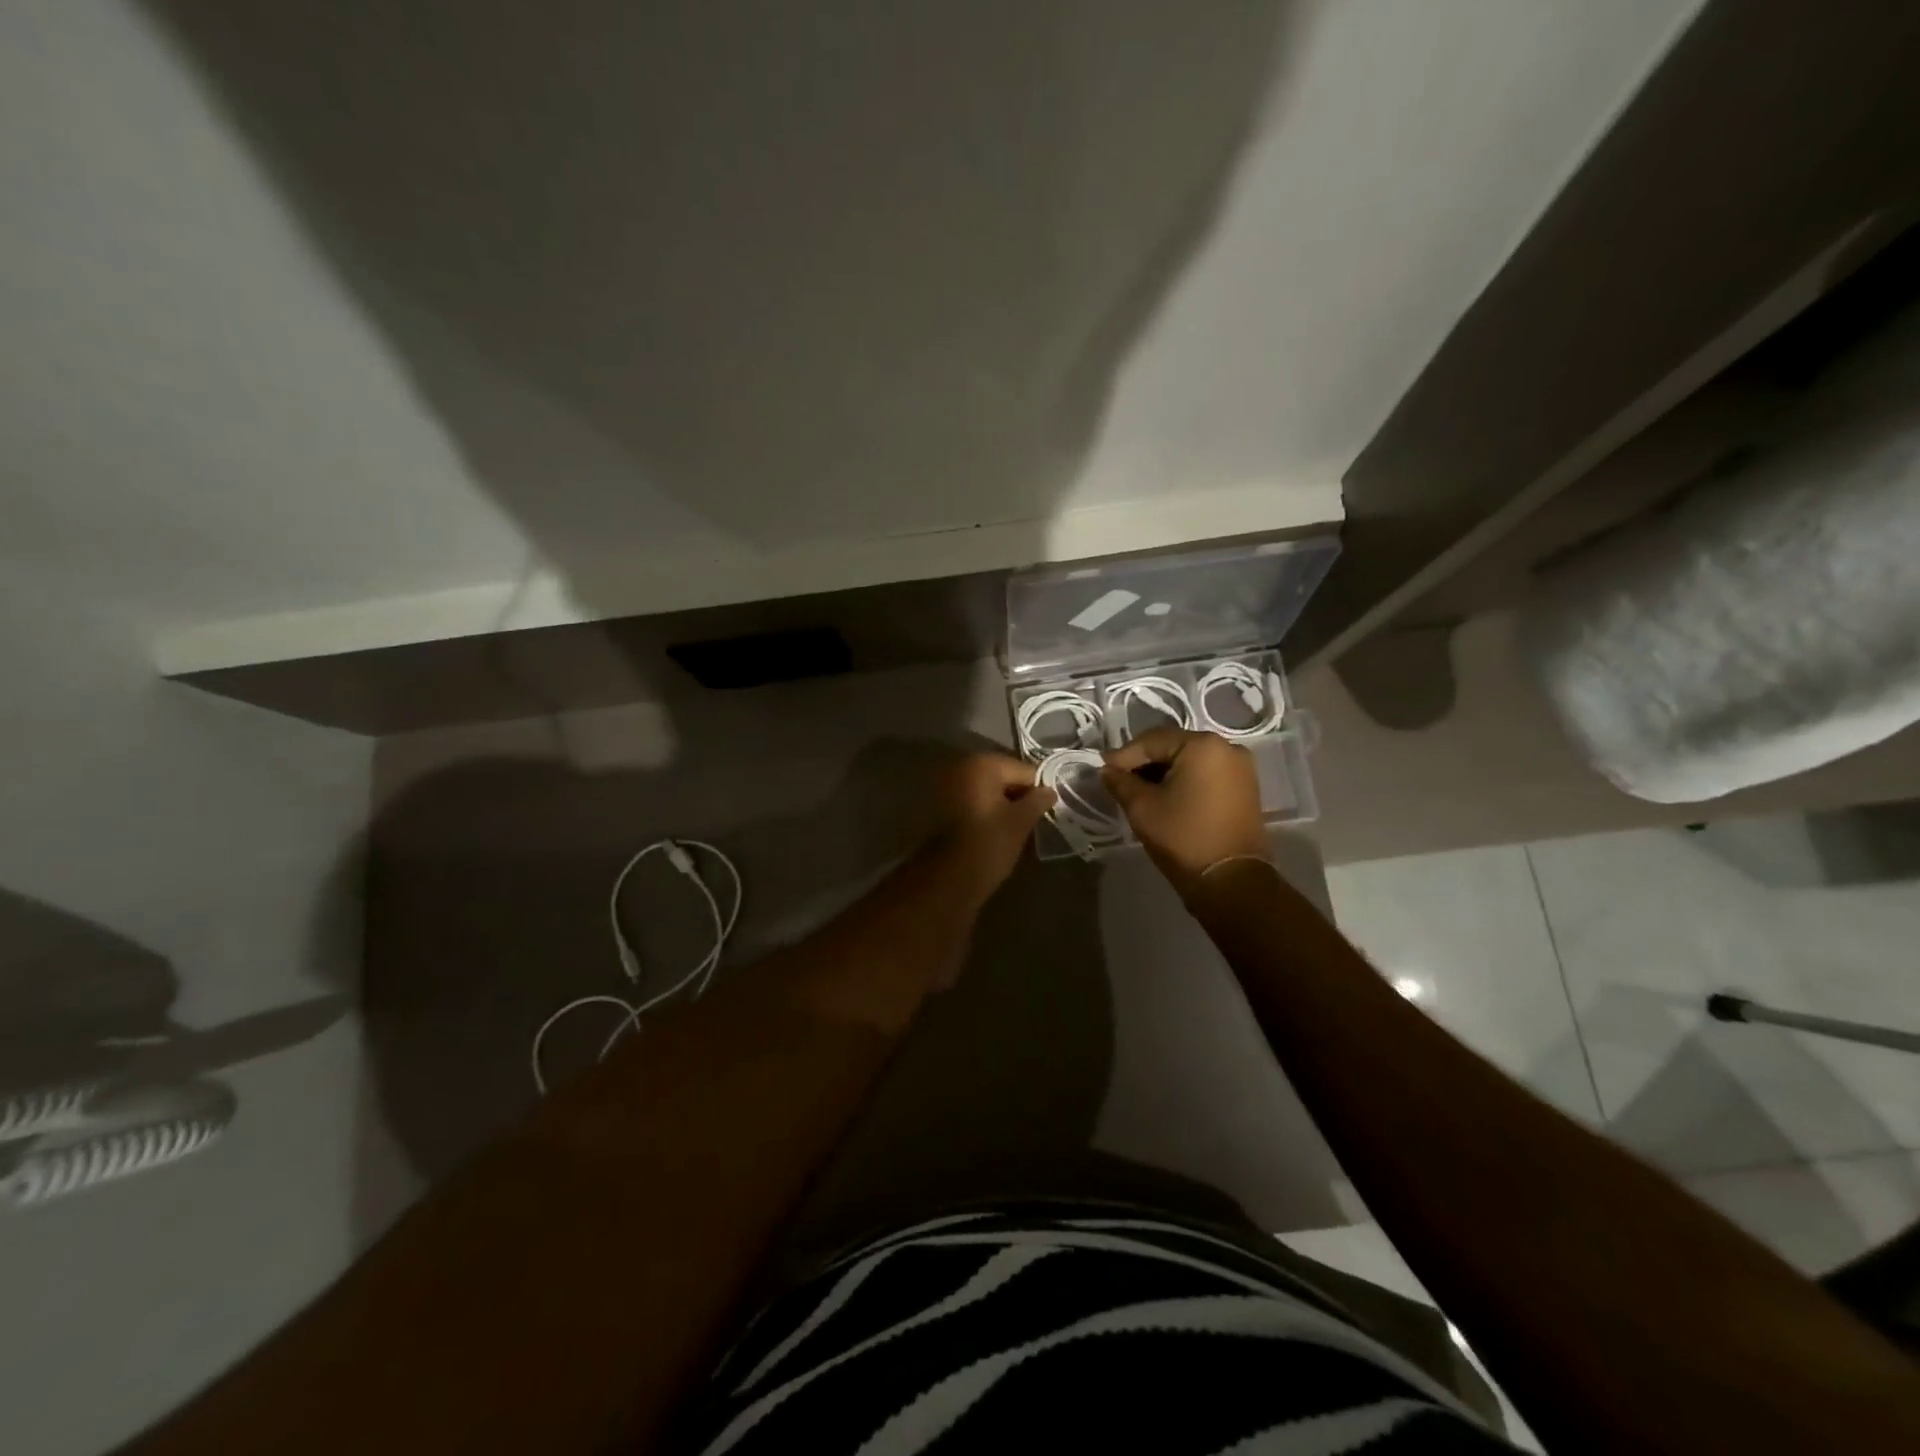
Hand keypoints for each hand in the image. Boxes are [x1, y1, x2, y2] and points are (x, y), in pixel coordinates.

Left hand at [933, 752, 1056, 908]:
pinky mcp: (936, 804)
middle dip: (1017, 795)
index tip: (1044, 813)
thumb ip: (1038, 801)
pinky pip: (969, 800)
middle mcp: (960, 766)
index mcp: (982, 764)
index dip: (1037, 791)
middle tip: (1029, 822)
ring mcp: (945, 784)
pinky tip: (990, 830)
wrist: (945, 879)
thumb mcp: (1020, 822)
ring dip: (999, 803)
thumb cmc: (987, 845)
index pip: (1024, 770)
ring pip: (985, 789)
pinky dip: (981, 810)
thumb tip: (1049, 790)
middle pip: (1002, 776)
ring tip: (1011, 829)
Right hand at [1102, 728, 1267, 894]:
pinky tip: (1164, 796)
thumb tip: (1107, 770)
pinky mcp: (1245, 787)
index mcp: (1202, 745)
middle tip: (1118, 780)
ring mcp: (1240, 768)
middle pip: (1173, 747)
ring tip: (1138, 790)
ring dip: (1163, 772)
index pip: (1152, 741)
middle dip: (1144, 762)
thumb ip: (1121, 782)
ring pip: (1190, 760)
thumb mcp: (1142, 808)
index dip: (1124, 756)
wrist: (1231, 881)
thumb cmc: (1184, 837)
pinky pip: (1206, 774)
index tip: (1103, 770)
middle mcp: (1226, 747)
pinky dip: (1183, 780)